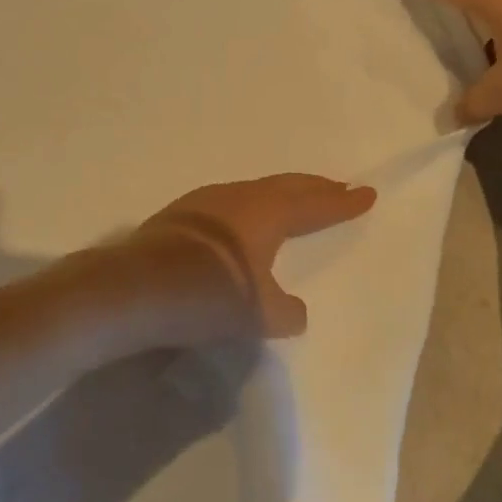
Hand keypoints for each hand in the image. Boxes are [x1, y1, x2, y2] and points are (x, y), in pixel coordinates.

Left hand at [139, 174, 376, 337]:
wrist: (134, 289)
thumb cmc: (208, 296)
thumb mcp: (259, 314)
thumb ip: (285, 311)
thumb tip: (294, 310)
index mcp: (267, 213)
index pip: (315, 205)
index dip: (342, 203)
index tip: (367, 194)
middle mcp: (238, 198)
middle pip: (286, 187)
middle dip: (315, 189)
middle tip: (338, 188)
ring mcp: (203, 203)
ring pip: (254, 192)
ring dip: (280, 196)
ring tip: (293, 201)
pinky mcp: (178, 216)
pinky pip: (229, 204)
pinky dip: (249, 209)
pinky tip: (241, 222)